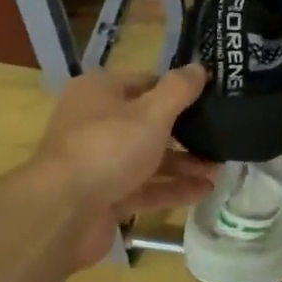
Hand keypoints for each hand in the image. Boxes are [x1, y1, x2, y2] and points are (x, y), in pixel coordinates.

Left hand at [29, 64, 219, 264]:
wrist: (62, 213)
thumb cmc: (108, 148)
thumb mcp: (151, 113)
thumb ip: (178, 89)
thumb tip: (200, 67)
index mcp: (100, 92)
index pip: (146, 82)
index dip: (178, 90)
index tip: (212, 98)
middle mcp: (96, 123)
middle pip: (148, 122)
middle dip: (186, 132)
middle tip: (220, 137)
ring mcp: (99, 162)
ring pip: (148, 158)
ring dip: (184, 163)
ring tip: (219, 169)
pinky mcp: (105, 196)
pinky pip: (144, 188)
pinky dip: (172, 188)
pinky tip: (204, 191)